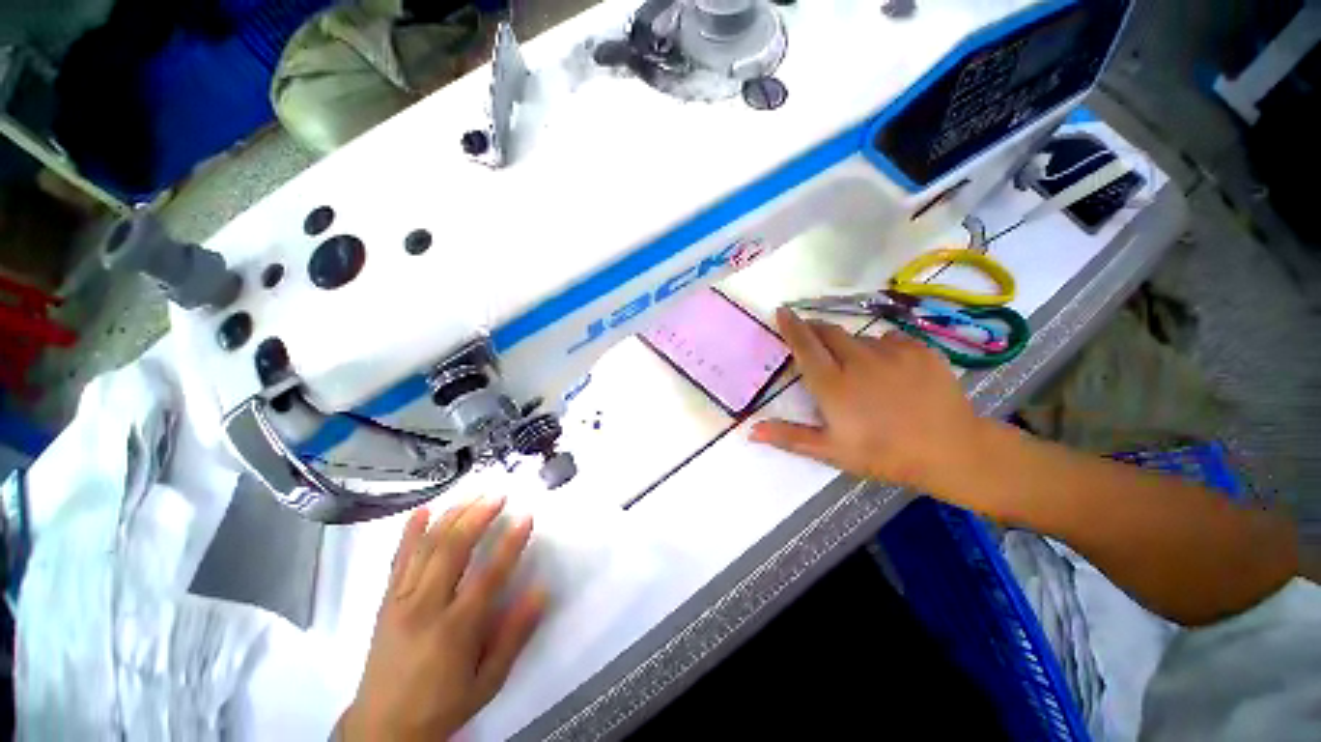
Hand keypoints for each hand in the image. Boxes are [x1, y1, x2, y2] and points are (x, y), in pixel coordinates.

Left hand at [338, 496, 545, 741]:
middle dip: (477, 517)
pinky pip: (398, 560)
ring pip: (426, 548)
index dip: (510, 543)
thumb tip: (541, 592)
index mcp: (455, 631)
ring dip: (452, 516)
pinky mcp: (386, 601)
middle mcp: (425, 609)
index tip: (526, 516)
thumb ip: (515, 635)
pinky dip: (410, 532)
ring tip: (473, 494)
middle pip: (452, 551)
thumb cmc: (444, 704)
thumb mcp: (488, 680)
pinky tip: (423, 510)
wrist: (383, 728)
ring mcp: (401, 601)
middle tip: (498, 495)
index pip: (488, 576)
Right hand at [750, 308, 988, 495]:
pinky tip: (890, 371)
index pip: (805, 345)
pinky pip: (889, 339)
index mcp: (833, 384)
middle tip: (814, 343)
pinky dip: (881, 349)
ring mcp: (891, 351)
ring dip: (849, 346)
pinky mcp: (918, 348)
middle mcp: (858, 360)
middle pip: (828, 331)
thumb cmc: (884, 454)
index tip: (782, 312)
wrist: (952, 451)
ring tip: (859, 371)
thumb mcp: (831, 451)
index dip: (791, 326)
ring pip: (858, 337)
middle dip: (816, 331)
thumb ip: (789, 437)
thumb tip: (751, 431)